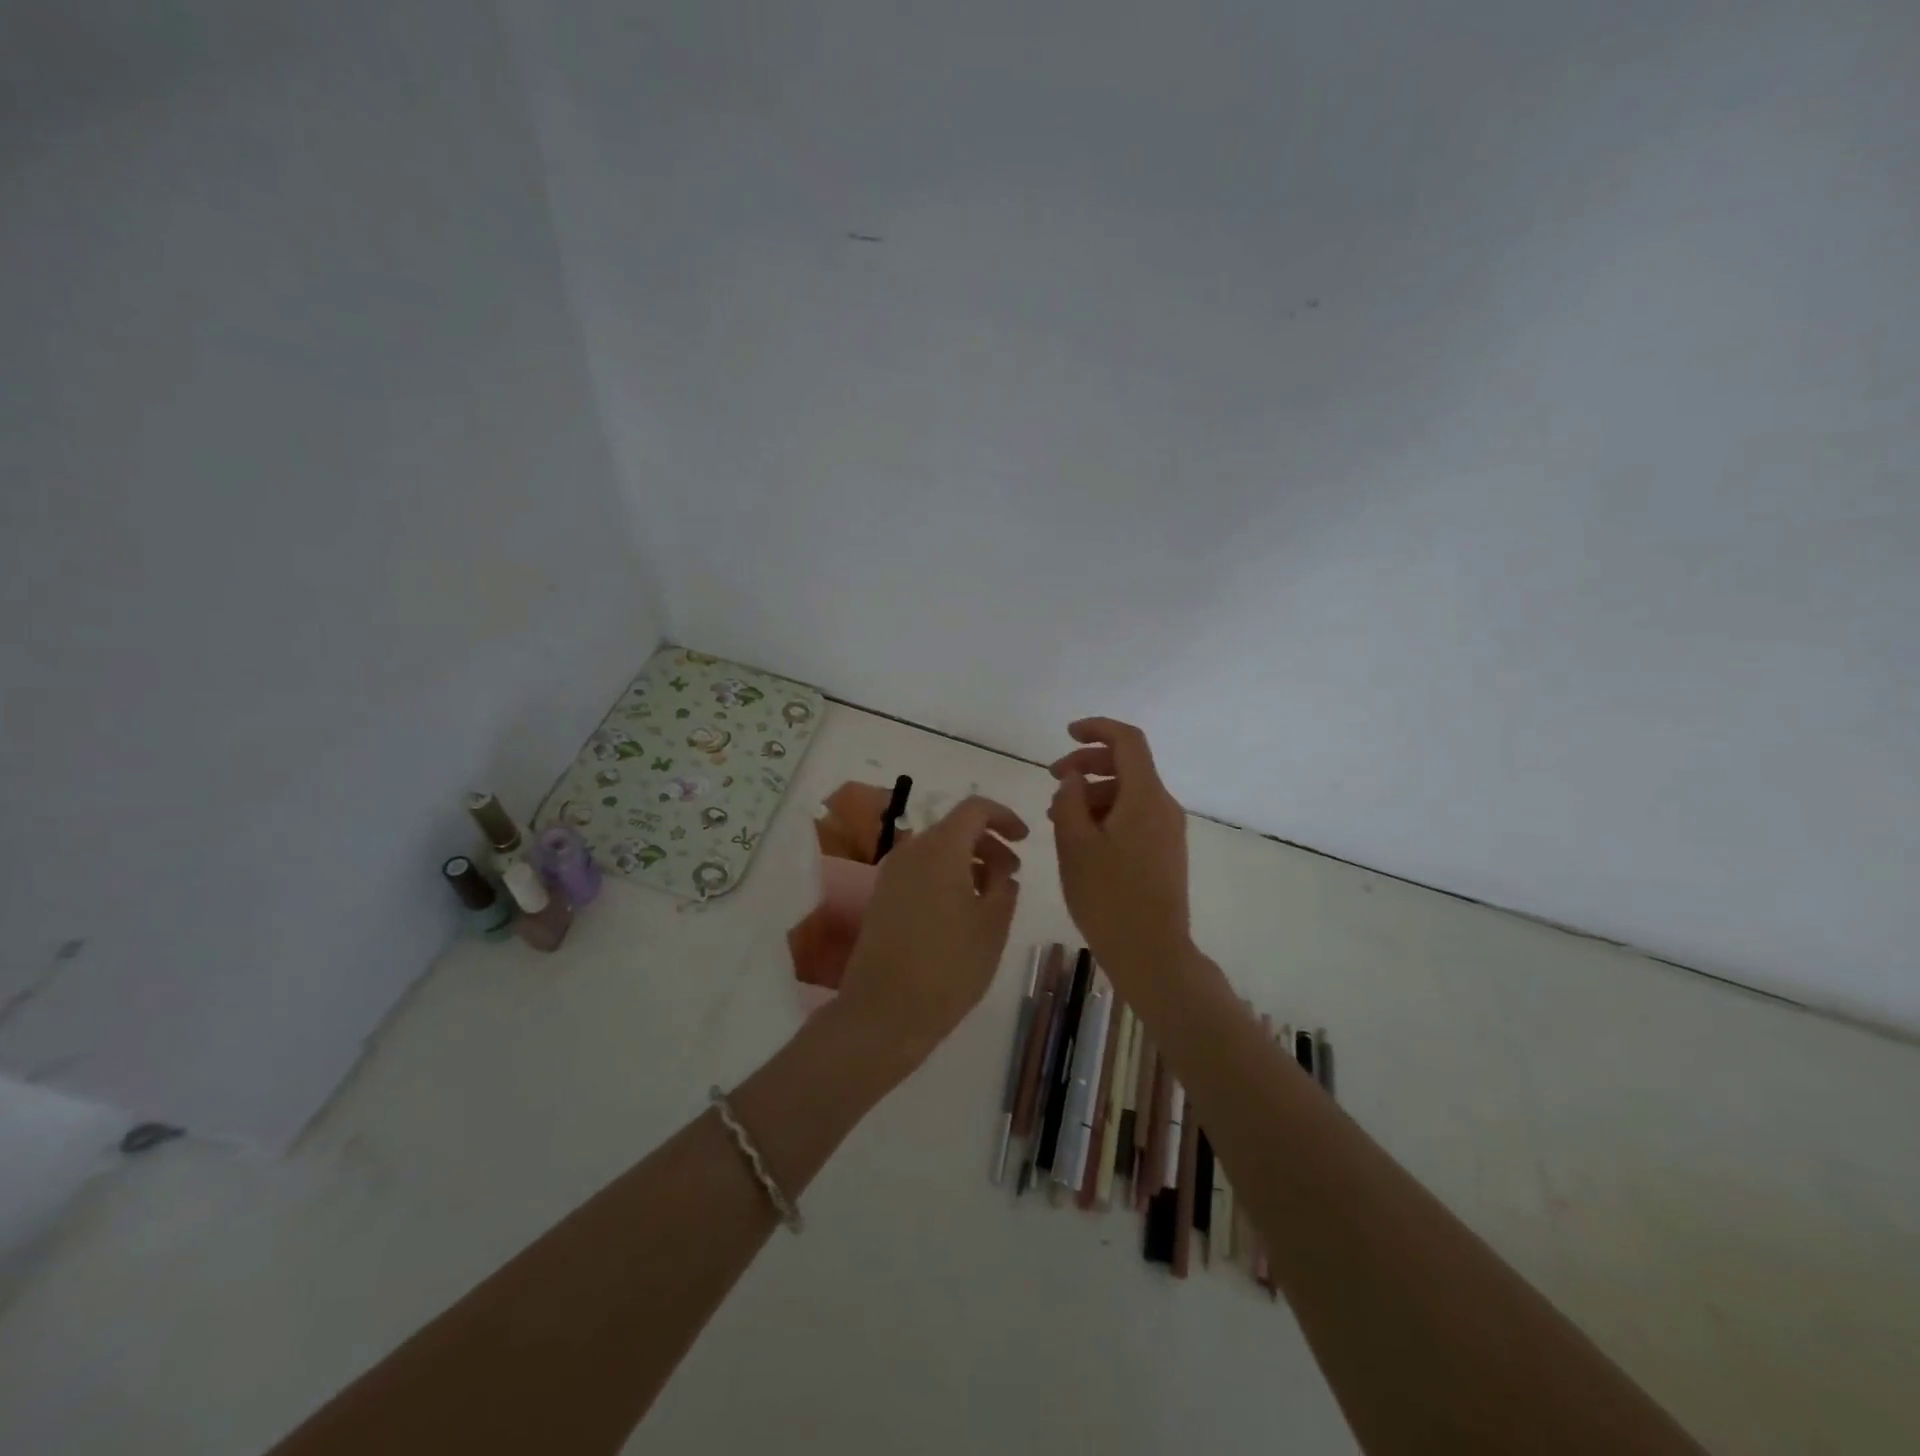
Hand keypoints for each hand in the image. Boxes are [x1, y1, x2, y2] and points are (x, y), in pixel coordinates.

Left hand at [837, 795, 1028, 1068]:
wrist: (883, 1012)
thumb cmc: (948, 967)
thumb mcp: (992, 927)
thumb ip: (1004, 888)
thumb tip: (1002, 871)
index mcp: (940, 848)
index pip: (975, 809)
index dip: (1004, 816)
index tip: (1025, 839)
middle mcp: (911, 850)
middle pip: (955, 828)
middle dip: (988, 843)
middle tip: (1013, 874)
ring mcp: (891, 874)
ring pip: (937, 851)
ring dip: (968, 862)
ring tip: (991, 897)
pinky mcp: (882, 897)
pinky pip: (920, 871)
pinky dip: (946, 876)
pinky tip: (962, 912)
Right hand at [1048, 718, 1191, 990]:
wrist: (1152, 953)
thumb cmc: (1108, 896)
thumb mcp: (1074, 844)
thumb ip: (1070, 800)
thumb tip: (1075, 778)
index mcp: (1145, 797)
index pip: (1127, 741)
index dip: (1097, 729)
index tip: (1067, 734)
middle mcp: (1163, 806)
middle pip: (1127, 766)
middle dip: (1087, 764)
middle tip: (1053, 779)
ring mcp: (1168, 831)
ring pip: (1128, 793)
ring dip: (1093, 793)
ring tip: (1057, 816)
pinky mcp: (1165, 852)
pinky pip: (1134, 816)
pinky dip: (1107, 814)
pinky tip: (1081, 838)